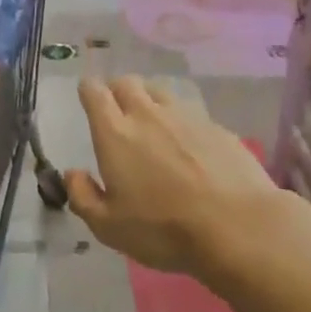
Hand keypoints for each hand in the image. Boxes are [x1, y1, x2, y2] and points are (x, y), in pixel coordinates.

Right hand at [66, 76, 283, 276]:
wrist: (238, 227)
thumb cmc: (164, 229)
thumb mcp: (109, 227)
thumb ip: (83, 196)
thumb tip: (73, 173)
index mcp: (115, 133)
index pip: (94, 92)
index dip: (88, 90)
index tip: (87, 98)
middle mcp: (148, 114)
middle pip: (127, 82)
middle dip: (117, 90)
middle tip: (117, 113)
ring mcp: (186, 117)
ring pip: (159, 92)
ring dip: (149, 101)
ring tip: (152, 125)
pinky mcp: (216, 127)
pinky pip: (190, 113)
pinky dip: (181, 122)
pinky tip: (189, 147)